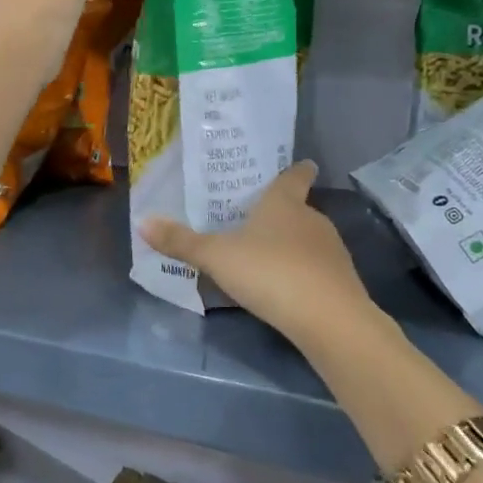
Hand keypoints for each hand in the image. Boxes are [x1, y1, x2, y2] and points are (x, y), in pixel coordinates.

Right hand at [141, 162, 375, 348]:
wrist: (328, 319)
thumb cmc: (269, 272)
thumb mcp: (216, 257)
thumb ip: (181, 242)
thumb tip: (142, 221)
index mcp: (283, 203)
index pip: (294, 177)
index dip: (296, 170)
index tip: (303, 163)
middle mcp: (312, 219)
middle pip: (298, 209)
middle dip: (281, 214)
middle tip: (257, 219)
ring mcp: (331, 250)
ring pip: (308, 240)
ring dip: (291, 246)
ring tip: (266, 258)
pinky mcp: (341, 282)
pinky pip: (316, 270)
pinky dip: (303, 274)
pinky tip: (285, 290)